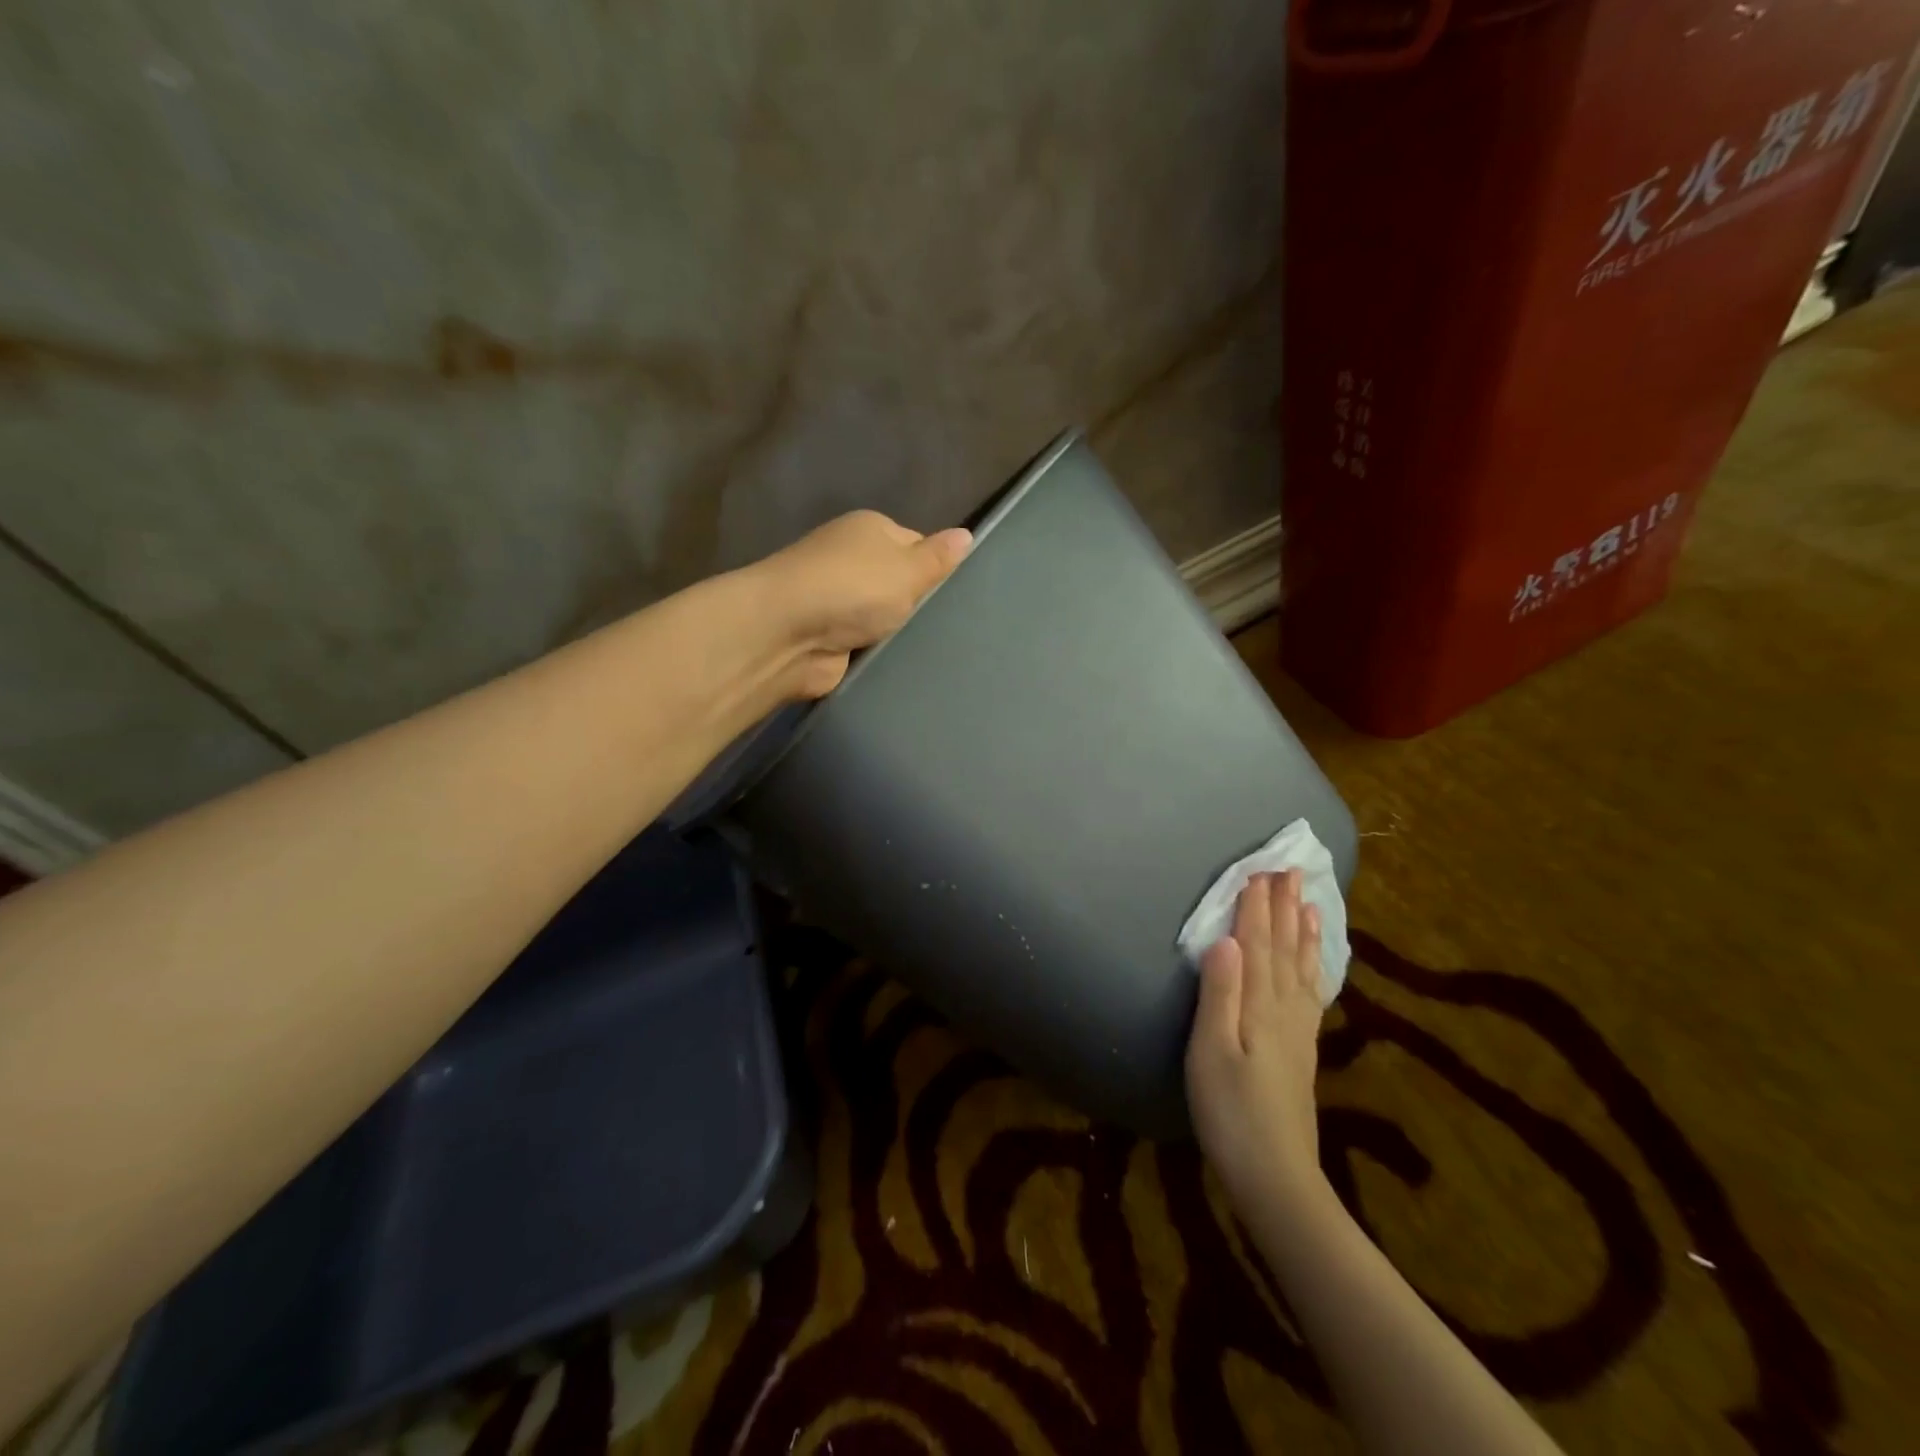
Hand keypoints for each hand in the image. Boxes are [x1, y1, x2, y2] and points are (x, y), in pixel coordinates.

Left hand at [751, 511, 972, 698]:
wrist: (787, 635)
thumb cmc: (853, 589)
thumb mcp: (908, 568)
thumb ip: (938, 557)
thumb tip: (966, 535)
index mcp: (870, 529)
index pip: (916, 544)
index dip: (937, 568)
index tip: (957, 595)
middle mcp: (850, 559)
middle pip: (898, 582)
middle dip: (918, 604)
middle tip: (950, 627)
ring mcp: (836, 600)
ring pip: (883, 616)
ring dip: (898, 632)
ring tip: (933, 650)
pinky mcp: (829, 637)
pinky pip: (866, 644)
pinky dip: (878, 653)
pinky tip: (902, 666)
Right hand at [1186, 869, 1327, 1213]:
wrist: (1275, 1175)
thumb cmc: (1230, 1112)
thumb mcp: (1210, 1052)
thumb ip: (1219, 994)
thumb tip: (1224, 939)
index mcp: (1259, 1006)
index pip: (1257, 945)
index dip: (1256, 907)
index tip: (1259, 871)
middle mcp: (1284, 1009)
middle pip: (1284, 948)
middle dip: (1283, 908)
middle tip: (1288, 870)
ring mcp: (1298, 1029)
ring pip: (1301, 966)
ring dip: (1302, 930)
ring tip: (1308, 900)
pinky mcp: (1302, 1048)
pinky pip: (1312, 992)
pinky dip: (1315, 966)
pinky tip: (1316, 960)